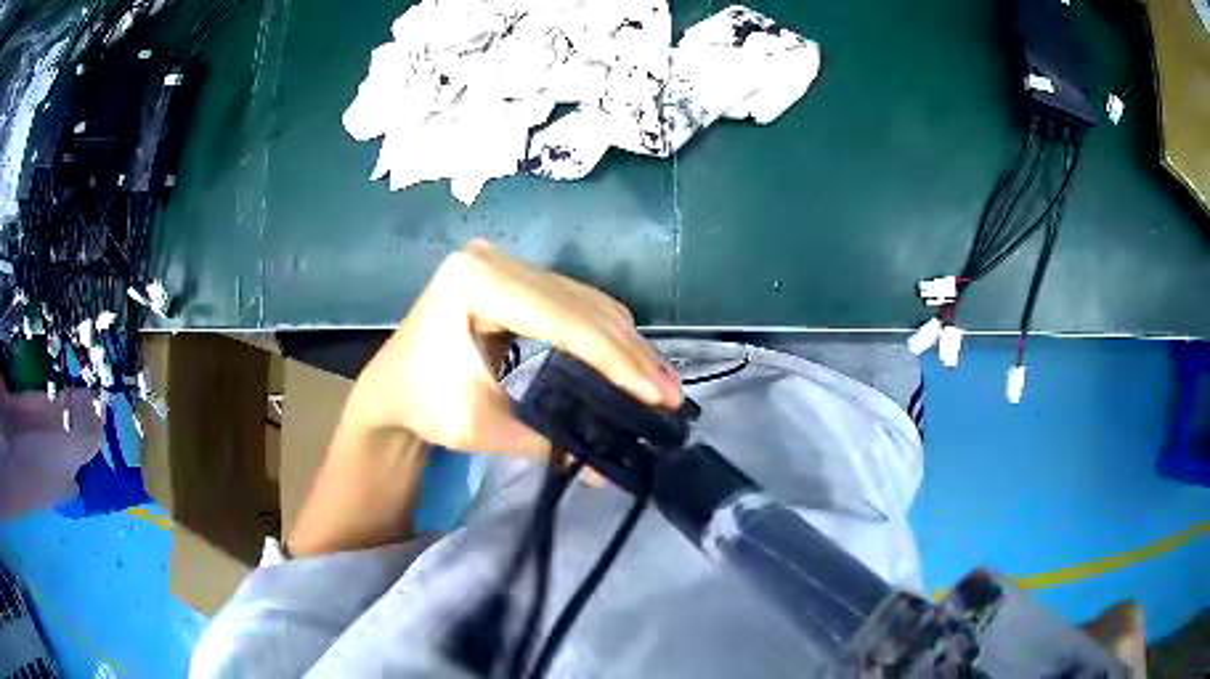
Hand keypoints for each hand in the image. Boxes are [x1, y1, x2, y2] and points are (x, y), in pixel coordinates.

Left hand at [344, 240, 680, 455]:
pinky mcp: (517, 278)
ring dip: (626, 344)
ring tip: (661, 383)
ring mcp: (506, 264)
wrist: (391, 389)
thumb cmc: (423, 404)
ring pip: (586, 301)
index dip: (614, 360)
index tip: (657, 395)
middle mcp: (494, 259)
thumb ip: (547, 441)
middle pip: (581, 305)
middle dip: (630, 354)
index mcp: (475, 282)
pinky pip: (575, 302)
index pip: (562, 320)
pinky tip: (632, 362)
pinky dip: (606, 335)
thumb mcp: (481, 426)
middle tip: (670, 393)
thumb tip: (607, 469)